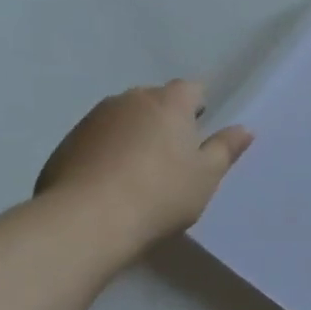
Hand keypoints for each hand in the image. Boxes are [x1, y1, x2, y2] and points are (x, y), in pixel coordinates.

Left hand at [35, 81, 252, 252]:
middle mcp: (129, 100)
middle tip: (174, 157)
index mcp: (168, 102)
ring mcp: (94, 119)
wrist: (87, 221)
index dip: (199, 106)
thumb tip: (244, 129)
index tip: (200, 132)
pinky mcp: (67, 143)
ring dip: (134, 135)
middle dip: (165, 120)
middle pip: (155, 101)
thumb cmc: (160, 194)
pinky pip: (98, 139)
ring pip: (124, 118)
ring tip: (139, 173)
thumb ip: (225, 149)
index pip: (191, 88)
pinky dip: (107, 152)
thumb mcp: (206, 176)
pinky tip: (110, 184)